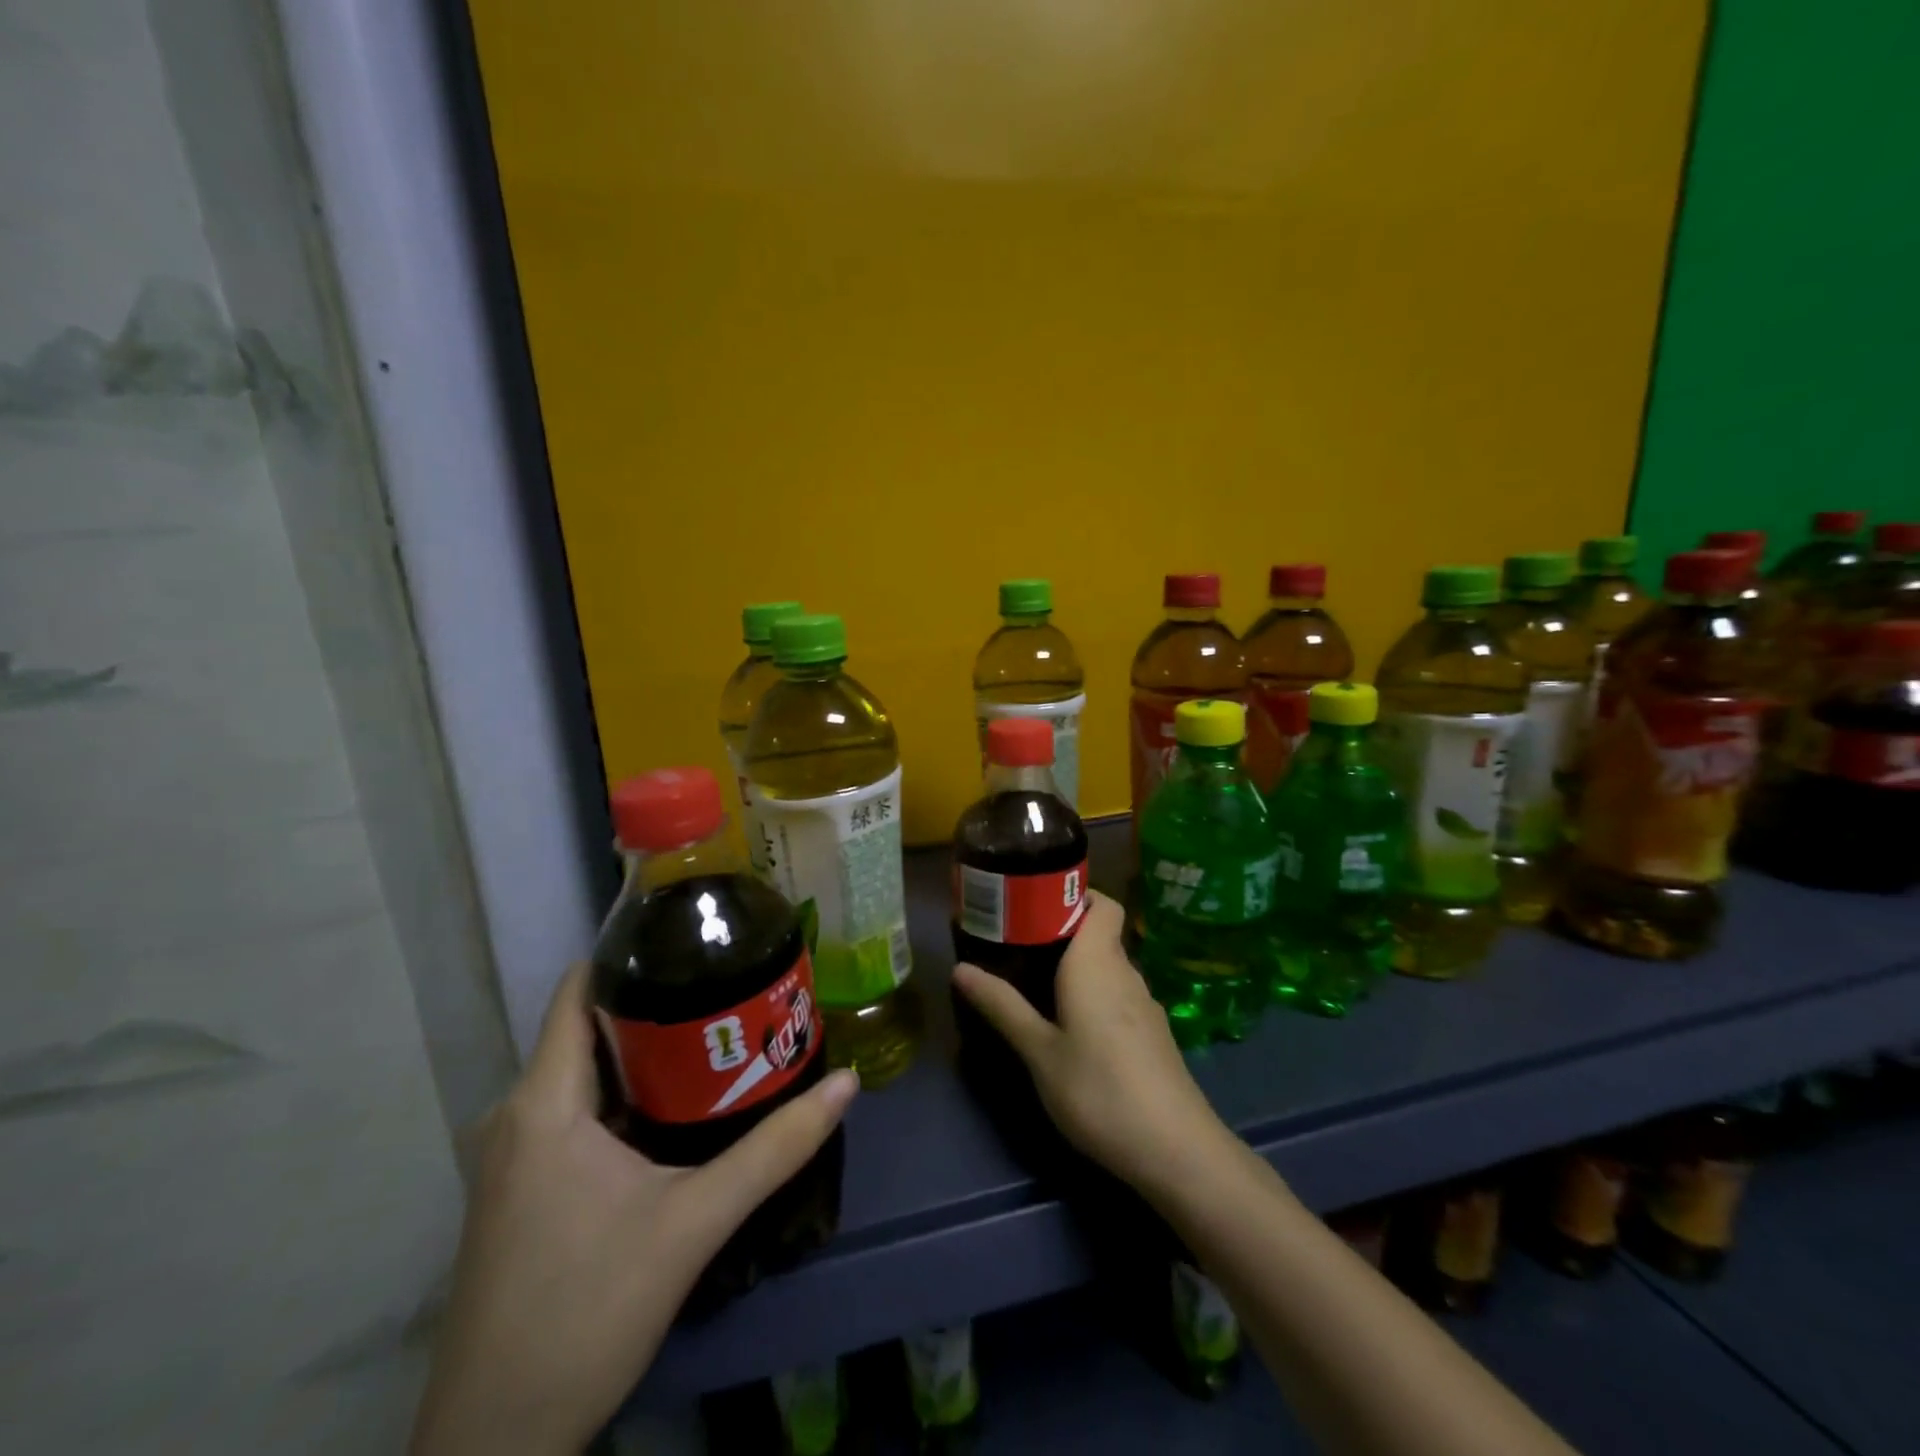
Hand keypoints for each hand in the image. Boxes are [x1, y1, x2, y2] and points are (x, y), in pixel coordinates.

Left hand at [411, 965, 857, 1455]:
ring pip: (585, 1073)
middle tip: (732, 983)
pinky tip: (679, 1104)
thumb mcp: (694, 1224)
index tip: (696, 934)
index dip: (632, 953)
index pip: (578, 990)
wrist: (495, 1444)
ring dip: (647, 1052)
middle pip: (591, 1027)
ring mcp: (512, 1156)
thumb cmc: (586, 1313)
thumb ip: (774, 1149)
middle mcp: (516, 1114)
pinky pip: (575, 1112)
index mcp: (543, 1103)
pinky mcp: (520, 1189)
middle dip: (660, 1001)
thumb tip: (846, 1084)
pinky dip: (627, 1094)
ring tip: (719, 1032)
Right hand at [951, 890, 1233, 1198]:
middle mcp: (1125, 972)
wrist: (1175, 1149)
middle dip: (1062, 932)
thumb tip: (959, 968)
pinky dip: (1094, 994)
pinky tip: (1071, 1025)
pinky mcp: (1152, 1034)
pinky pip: (1118, 995)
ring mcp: (1144, 1005)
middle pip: (1100, 933)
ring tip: (1035, 982)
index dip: (1075, 894)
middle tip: (1017, 945)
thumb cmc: (1098, 1089)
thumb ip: (1002, 1006)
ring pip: (1108, 967)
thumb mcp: (1039, 1051)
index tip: (1035, 903)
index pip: (1102, 903)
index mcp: (1098, 962)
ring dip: (1076, 966)